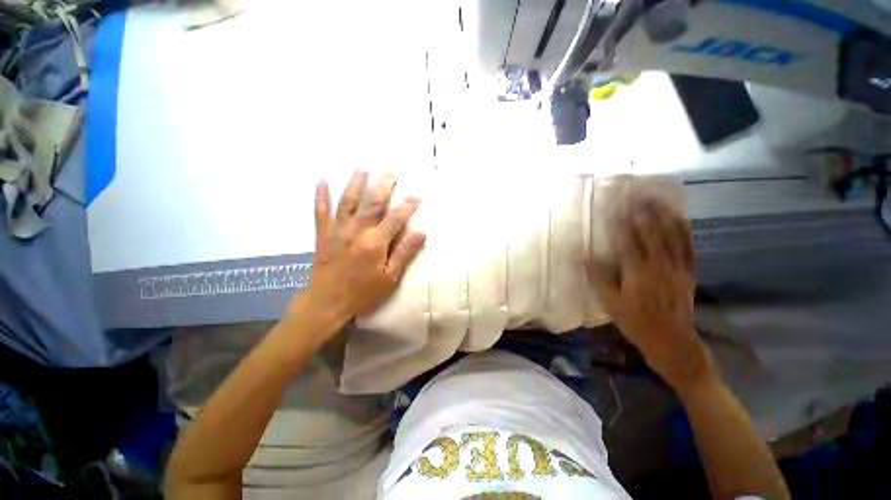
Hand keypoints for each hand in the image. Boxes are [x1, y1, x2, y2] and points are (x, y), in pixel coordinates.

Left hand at [294, 171, 425, 328]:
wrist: (327, 303)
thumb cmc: (363, 293)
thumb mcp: (390, 277)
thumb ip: (404, 253)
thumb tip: (421, 233)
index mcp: (375, 243)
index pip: (395, 218)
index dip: (407, 206)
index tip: (417, 195)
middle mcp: (356, 231)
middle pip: (372, 203)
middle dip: (384, 186)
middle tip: (391, 171)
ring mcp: (337, 231)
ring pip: (347, 201)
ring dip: (356, 183)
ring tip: (362, 168)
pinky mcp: (323, 235)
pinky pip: (320, 211)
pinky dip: (320, 196)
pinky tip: (322, 181)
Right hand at [585, 195, 711, 388]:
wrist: (672, 341)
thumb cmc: (636, 322)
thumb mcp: (610, 302)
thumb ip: (598, 276)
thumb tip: (580, 255)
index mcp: (638, 273)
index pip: (628, 240)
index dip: (621, 222)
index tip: (615, 206)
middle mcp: (660, 266)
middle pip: (652, 232)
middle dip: (644, 211)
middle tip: (636, 193)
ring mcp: (678, 268)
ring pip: (673, 236)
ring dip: (664, 214)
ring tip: (657, 197)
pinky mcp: (689, 272)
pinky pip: (688, 247)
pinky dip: (684, 230)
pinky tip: (680, 218)